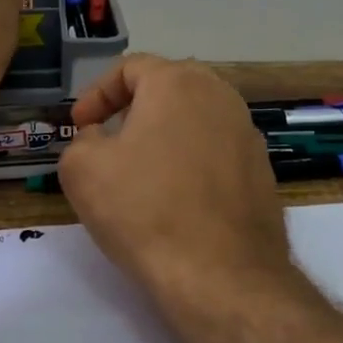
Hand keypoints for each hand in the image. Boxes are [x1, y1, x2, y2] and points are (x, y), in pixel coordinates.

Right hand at [59, 55, 292, 305]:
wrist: (222, 275)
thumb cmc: (145, 210)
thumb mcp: (82, 170)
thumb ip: (81, 140)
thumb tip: (99, 138)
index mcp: (179, 82)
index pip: (131, 67)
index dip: (97, 93)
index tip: (80, 126)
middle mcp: (221, 96)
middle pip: (168, 87)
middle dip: (132, 108)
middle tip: (109, 138)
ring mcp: (248, 133)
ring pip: (195, 119)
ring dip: (164, 134)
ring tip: (140, 170)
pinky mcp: (262, 171)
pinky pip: (216, 151)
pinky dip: (191, 162)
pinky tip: (176, 198)